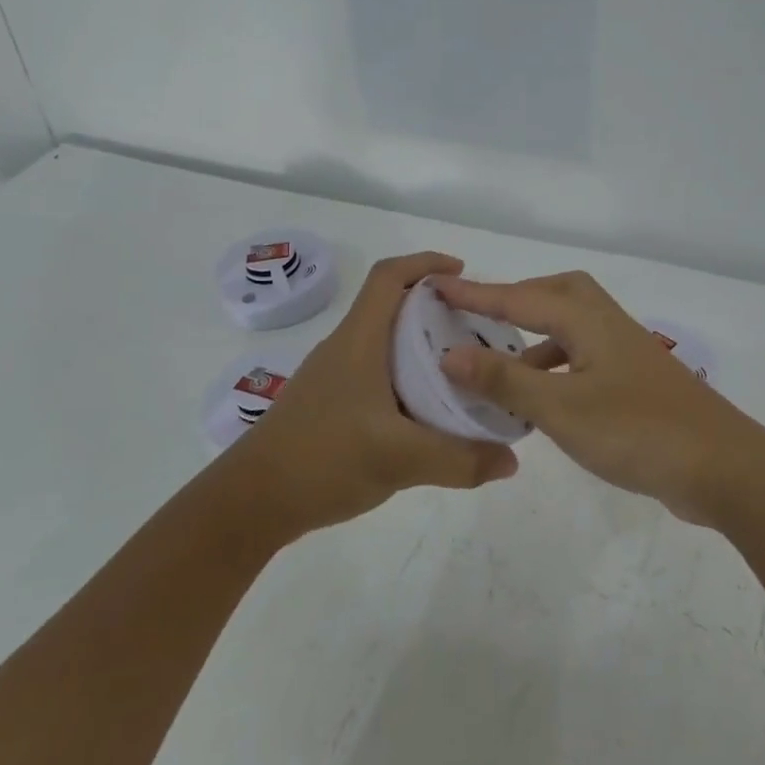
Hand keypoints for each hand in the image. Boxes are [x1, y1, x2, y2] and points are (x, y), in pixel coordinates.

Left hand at [225, 251, 519, 540]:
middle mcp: (345, 348)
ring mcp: (334, 376)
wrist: (251, 502)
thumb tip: (513, 459)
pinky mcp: (330, 403)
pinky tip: (426, 411)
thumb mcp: (400, 460)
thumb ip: (460, 459)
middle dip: (435, 307)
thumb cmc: (322, 460)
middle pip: (391, 307)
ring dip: (421, 345)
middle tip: (477, 329)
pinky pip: (377, 373)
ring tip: (462, 369)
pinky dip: (406, 376)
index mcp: (359, 341)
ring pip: (384, 343)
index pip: (388, 277)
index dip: (424, 263)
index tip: (462, 273)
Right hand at [435, 271, 764, 524]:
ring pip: (572, 328)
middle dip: (516, 300)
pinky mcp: (636, 383)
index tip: (436, 285)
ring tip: (499, 367)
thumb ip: (504, 380)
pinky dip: (556, 368)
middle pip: (558, 293)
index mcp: (587, 320)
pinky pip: (584, 358)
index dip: (475, 294)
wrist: (723, 469)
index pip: (519, 297)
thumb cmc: (637, 432)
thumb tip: (451, 352)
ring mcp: (627, 354)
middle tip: (481, 318)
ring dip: (535, 339)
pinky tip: (541, 401)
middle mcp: (608, 325)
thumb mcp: (561, 408)